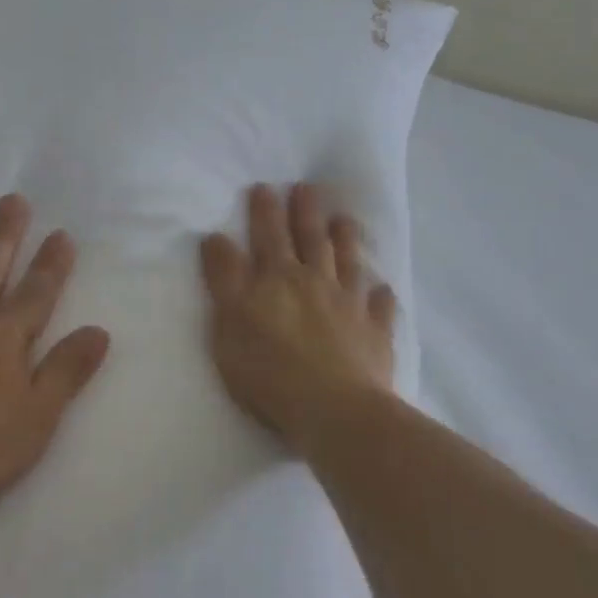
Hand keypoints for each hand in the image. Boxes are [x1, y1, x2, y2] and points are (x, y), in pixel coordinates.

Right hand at [199, 183, 396, 451]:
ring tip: (343, 218)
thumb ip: (224, 278)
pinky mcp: (374, 333)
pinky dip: (379, 295)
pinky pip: (380, 307)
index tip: (263, 187)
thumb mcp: (227, 324)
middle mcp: (314, 282)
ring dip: (344, 238)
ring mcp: (349, 305)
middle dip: (304, 211)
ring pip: (347, 261)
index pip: (266, 236)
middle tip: (306, 187)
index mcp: (275, 279)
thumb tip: (217, 238)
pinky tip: (381, 289)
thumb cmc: (269, 372)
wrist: (334, 410)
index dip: (263, 211)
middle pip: (309, 239)